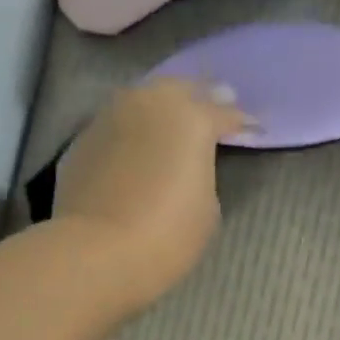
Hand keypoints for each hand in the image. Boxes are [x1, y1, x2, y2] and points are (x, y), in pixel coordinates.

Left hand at [53, 78, 248, 312]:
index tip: (255, 128)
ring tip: (174, 122)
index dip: (244, 123)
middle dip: (202, 97)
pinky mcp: (84, 137)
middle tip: (216, 105)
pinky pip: (119, 124)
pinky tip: (139, 145)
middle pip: (182, 89)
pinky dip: (134, 130)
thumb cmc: (168, 234)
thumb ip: (204, 174)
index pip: (226, 114)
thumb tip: (188, 166)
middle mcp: (151, 103)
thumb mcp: (207, 208)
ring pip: (145, 99)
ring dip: (163, 108)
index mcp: (192, 118)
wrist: (98, 251)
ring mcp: (112, 115)